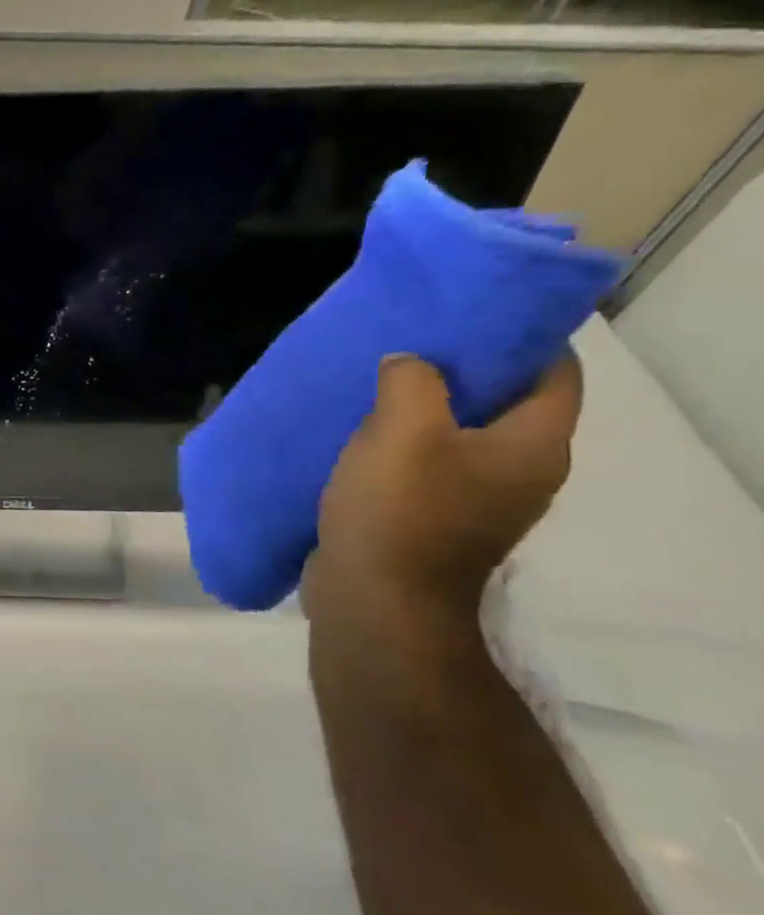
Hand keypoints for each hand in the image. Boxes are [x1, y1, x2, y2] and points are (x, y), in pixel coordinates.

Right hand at [305, 353, 582, 628]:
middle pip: (506, 402)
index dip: (520, 337)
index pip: (555, 372)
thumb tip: (409, 363)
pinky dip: (403, 444)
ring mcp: (479, 500)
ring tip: (374, 386)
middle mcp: (521, 470)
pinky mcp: (437, 519)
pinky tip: (359, 437)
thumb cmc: (400, 511)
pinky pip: (429, 465)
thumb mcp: (401, 430)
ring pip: (461, 434)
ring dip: (424, 409)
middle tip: (407, 344)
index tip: (465, 314)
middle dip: (461, 370)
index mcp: (533, 445)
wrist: (376, 600)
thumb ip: (411, 381)